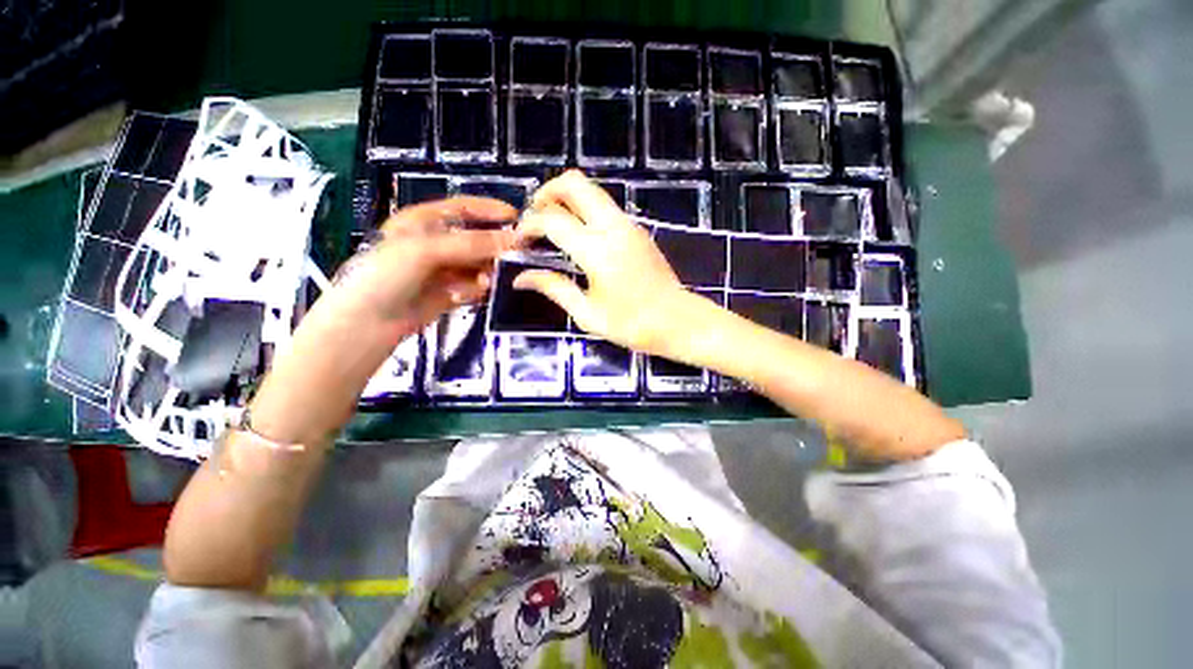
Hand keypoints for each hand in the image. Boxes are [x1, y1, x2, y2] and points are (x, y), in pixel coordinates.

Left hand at [332, 196, 516, 336]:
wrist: (369, 322)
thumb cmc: (389, 273)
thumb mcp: (427, 249)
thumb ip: (472, 243)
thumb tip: (515, 239)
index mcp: (424, 221)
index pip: (463, 208)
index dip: (490, 210)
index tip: (517, 217)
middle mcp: (436, 243)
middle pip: (476, 238)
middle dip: (494, 246)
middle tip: (515, 256)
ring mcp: (444, 269)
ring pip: (478, 264)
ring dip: (487, 270)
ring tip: (487, 280)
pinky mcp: (450, 292)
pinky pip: (474, 285)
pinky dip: (477, 288)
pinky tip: (472, 294)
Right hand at [514, 171, 707, 356]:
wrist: (678, 321)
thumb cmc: (631, 324)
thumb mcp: (587, 313)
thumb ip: (553, 288)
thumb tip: (521, 278)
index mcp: (596, 250)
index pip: (552, 220)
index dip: (529, 226)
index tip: (519, 242)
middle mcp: (612, 227)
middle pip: (575, 184)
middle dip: (548, 193)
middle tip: (536, 219)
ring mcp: (628, 225)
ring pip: (592, 190)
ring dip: (567, 199)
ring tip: (553, 227)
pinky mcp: (637, 230)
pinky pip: (605, 206)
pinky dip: (584, 209)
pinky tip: (578, 236)